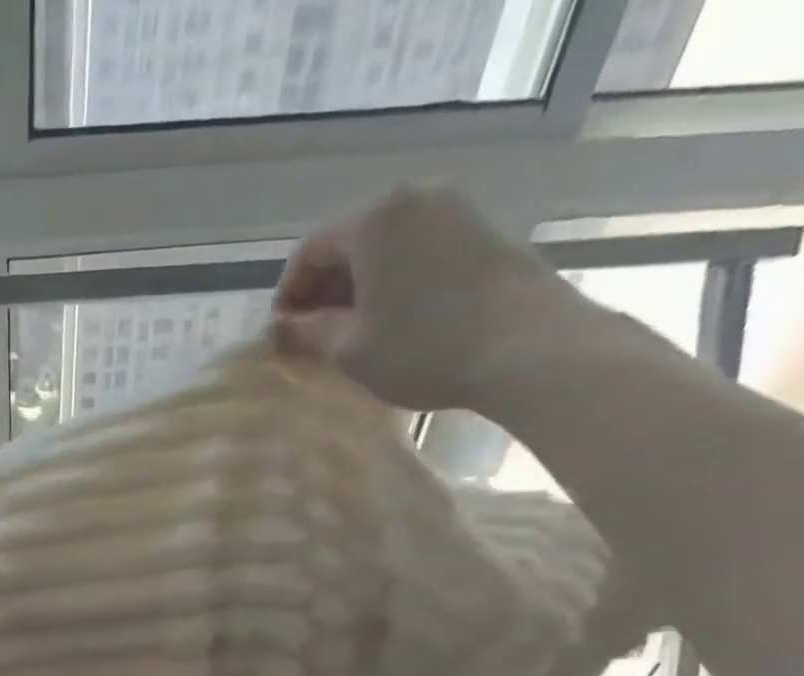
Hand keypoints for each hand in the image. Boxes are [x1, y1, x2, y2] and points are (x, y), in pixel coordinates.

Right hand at [273, 185, 584, 412]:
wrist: (524, 345)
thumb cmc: (421, 347)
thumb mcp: (349, 348)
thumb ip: (307, 332)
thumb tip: (281, 327)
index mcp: (373, 221)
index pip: (309, 250)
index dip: (287, 294)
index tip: (280, 334)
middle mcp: (411, 200)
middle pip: (348, 242)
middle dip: (322, 290)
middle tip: (310, 337)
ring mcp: (451, 210)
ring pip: (383, 248)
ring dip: (357, 288)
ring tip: (348, 333)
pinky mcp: (479, 231)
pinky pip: (415, 251)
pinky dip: (391, 282)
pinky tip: (389, 320)